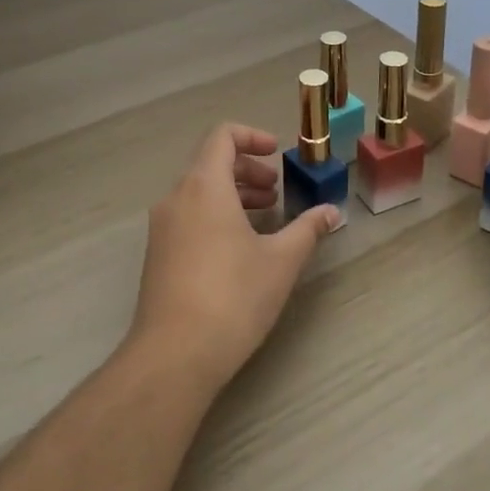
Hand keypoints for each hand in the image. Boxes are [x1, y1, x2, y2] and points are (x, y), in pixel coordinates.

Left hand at [130, 122, 339, 395]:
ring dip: (233, 194)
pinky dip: (215, 214)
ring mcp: (162, 226)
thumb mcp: (281, 261)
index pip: (222, 136)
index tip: (277, 154)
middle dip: (247, 170)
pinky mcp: (157, 253)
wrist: (174, 355)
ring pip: (198, 191)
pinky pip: (188, 215)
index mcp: (204, 186)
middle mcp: (176, 197)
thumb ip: (307, 229)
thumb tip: (332, 212)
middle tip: (276, 192)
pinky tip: (239, 248)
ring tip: (264, 218)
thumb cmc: (233, 297)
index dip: (252, 136)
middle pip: (210, 162)